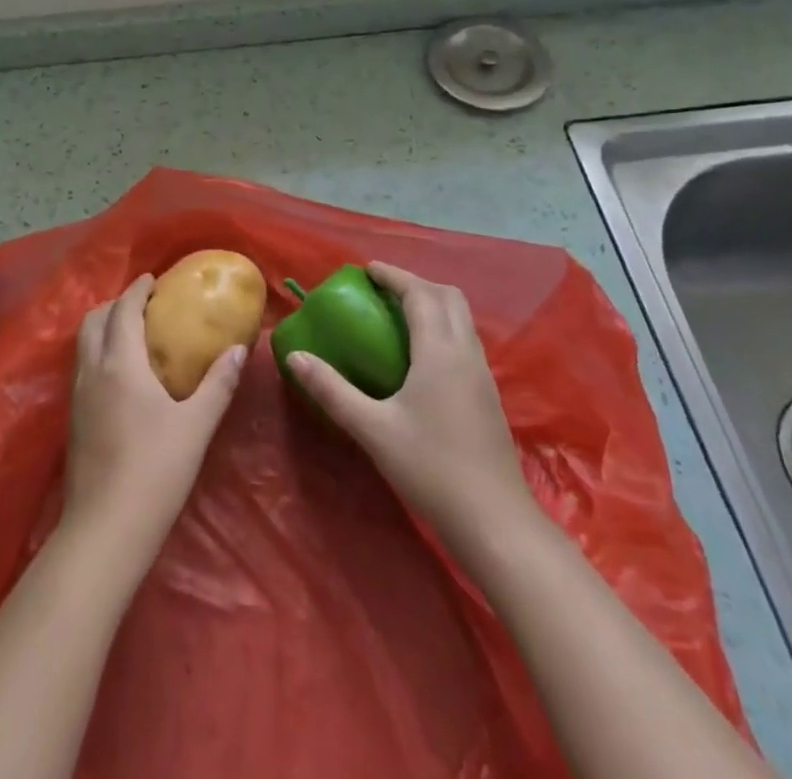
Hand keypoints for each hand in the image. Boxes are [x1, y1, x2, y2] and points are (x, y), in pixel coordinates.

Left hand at [63, 273, 246, 568]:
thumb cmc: (155, 470)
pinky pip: (83, 366)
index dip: (137, 290)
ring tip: (133, 333)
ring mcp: (78, 395)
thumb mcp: (196, 426)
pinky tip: (121, 374)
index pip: (123, 310)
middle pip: (93, 320)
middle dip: (115, 304)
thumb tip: (239, 351)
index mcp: (120, 363)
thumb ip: (218, 384)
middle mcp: (92, 370)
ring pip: (84, 344)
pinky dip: (99, 352)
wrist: (105, 529)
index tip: (153, 280)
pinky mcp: (74, 419)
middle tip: (144, 305)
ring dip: (104, 327)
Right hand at [284, 262, 537, 544]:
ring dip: (432, 304)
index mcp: (440, 350)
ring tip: (398, 316)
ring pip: (461, 318)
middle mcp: (466, 352)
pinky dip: (442, 328)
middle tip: (382, 291)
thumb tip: (296, 357)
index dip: (393, 276)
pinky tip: (421, 356)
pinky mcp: (488, 395)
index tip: (366, 270)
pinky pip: (465, 340)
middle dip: (415, 284)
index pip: (419, 293)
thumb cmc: (431, 468)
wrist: (495, 521)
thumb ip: (332, 390)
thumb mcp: (372, 428)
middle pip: (448, 296)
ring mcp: (482, 374)